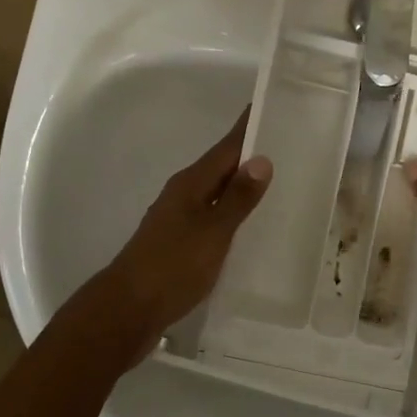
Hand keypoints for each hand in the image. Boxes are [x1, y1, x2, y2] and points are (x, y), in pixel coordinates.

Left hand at [101, 111, 271, 337]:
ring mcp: (178, 219)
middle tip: (288, 145)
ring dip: (242, 185)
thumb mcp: (212, 232)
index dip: (248, 128)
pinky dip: (232, 212)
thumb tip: (261, 159)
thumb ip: (237, 198)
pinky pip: (212, 216)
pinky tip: (248, 225)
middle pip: (221, 167)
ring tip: (277, 182)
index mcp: (191, 184)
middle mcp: (183, 194)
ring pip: (217, 192)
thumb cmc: (172, 266)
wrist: (128, 310)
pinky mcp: (179, 243)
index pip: (226, 147)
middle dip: (250, 155)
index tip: (271, 106)